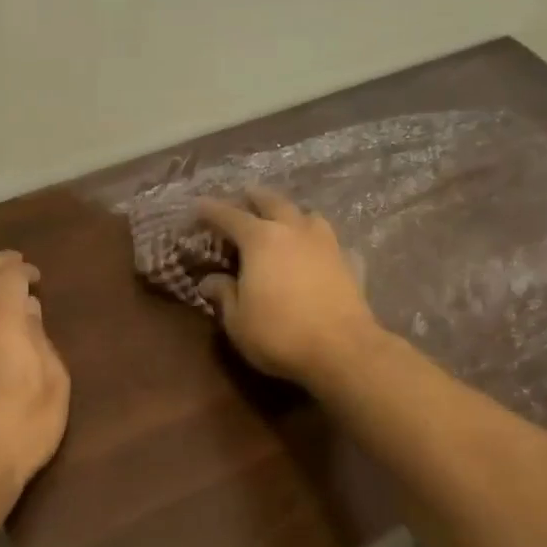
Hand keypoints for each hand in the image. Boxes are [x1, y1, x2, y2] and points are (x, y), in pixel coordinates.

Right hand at [195, 188, 379, 384]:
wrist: (342, 350)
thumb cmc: (279, 334)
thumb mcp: (237, 320)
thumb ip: (224, 294)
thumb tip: (210, 281)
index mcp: (260, 239)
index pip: (229, 216)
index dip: (210, 210)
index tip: (198, 206)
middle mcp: (293, 230)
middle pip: (272, 202)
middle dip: (254, 197)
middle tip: (243, 196)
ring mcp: (325, 243)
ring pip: (306, 215)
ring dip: (290, 213)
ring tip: (283, 220)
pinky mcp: (348, 261)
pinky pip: (329, 241)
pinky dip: (317, 240)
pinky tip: (316, 252)